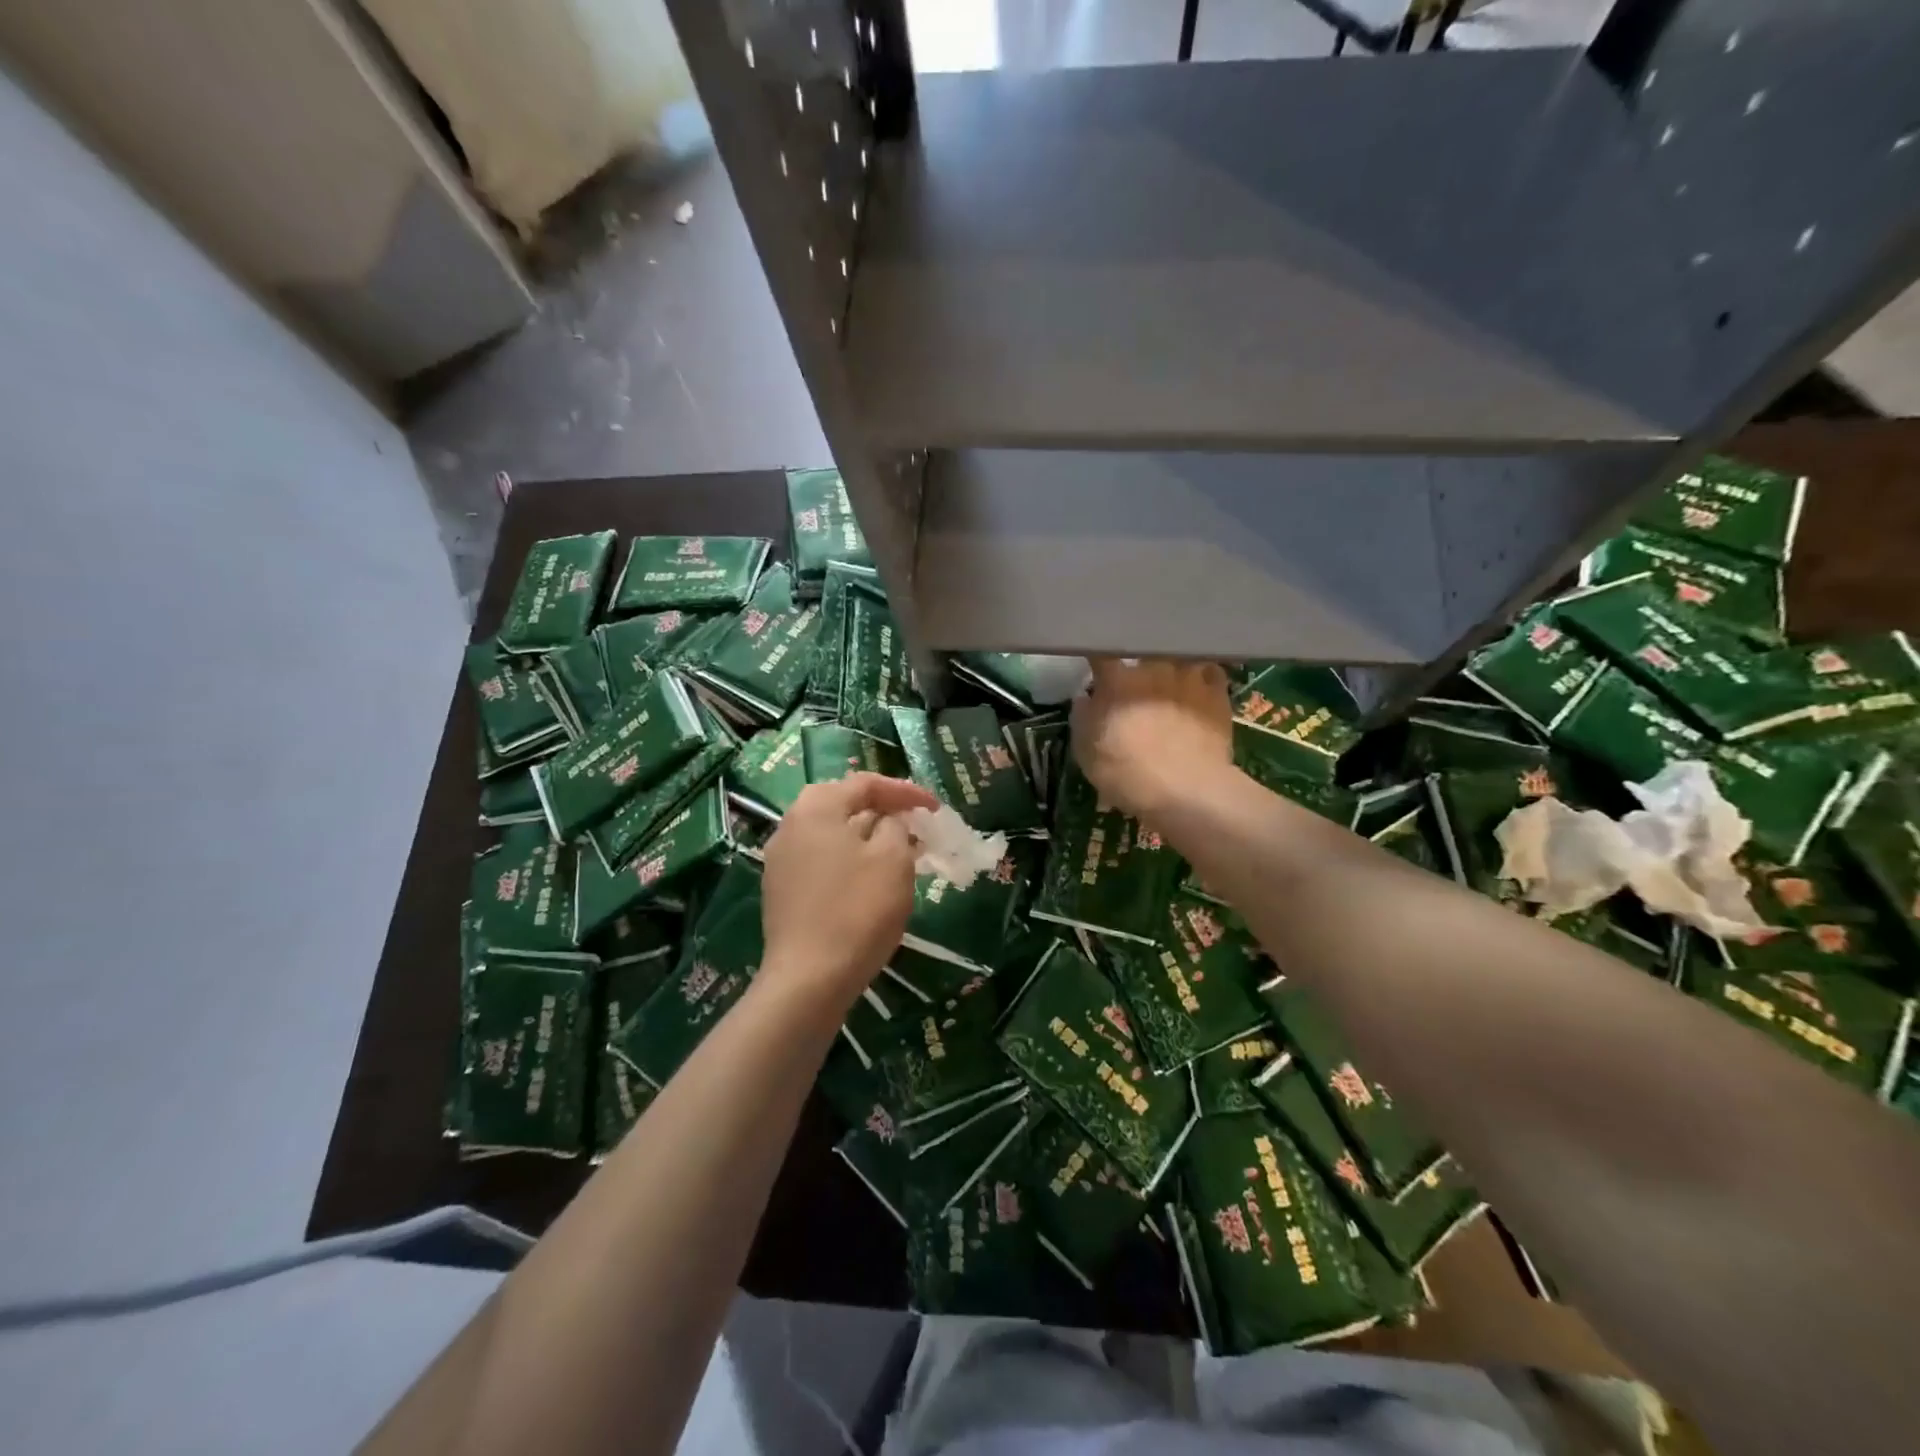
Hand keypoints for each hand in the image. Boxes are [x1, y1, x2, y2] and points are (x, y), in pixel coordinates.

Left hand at [761, 772, 938, 1007]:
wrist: (808, 979)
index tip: (935, 808)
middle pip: (843, 803)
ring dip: (867, 835)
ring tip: (899, 850)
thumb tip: (889, 820)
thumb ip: (895, 826)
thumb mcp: (893, 859)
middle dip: (882, 810)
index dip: (905, 791)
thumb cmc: (858, 910)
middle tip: (914, 823)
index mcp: (816, 807)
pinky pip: (821, 859)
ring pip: (832, 833)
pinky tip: (870, 879)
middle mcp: (790, 824)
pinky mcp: (780, 890)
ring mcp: (780, 859)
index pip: (866, 783)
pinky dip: (849, 859)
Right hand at [1071, 658, 1234, 821]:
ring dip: (1172, 664)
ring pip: (1179, 656)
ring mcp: (1190, 679)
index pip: (1100, 652)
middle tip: (1136, 676)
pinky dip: (1204, 678)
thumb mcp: (1086, 752)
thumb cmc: (1127, 772)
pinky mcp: (1218, 695)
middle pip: (1144, 649)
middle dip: (1138, 659)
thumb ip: (1083, 718)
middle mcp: (1154, 669)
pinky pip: (1211, 674)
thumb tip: (1086, 697)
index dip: (1096, 652)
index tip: (1094, 659)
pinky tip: (1201, 689)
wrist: (1188, 790)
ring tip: (1171, 678)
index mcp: (1117, 681)